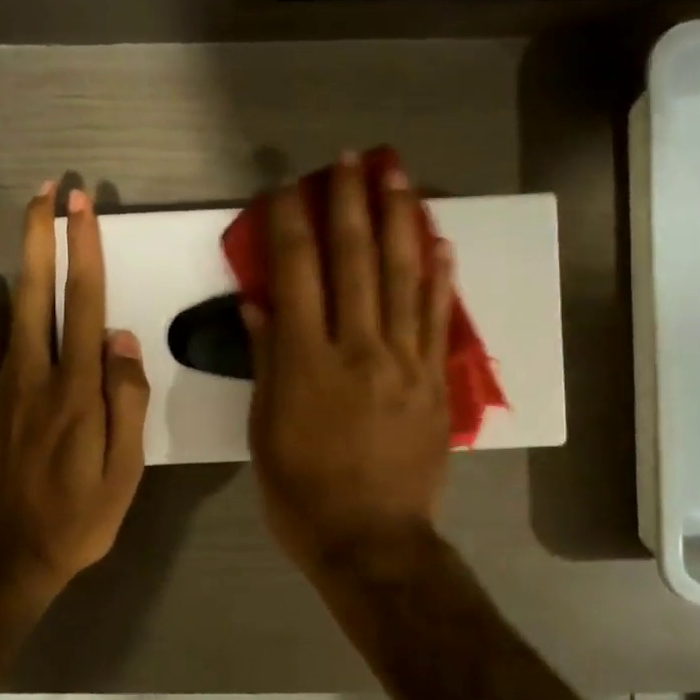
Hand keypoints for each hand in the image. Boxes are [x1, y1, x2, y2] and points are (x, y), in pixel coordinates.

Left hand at [0, 183, 149, 599]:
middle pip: (40, 293)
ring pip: (9, 311)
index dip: (85, 252)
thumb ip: (126, 403)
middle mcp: (36, 377)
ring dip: (19, 260)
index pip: (84, 305)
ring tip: (25, 220)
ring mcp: (1, 389)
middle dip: (45, 236)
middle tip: (48, 189)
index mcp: (78, 392)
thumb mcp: (125, 472)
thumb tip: (122, 341)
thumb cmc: (80, 518)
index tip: (82, 208)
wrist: (9, 557)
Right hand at [245, 153, 454, 577]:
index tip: (286, 186)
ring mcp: (404, 362)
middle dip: (349, 203)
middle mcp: (358, 348)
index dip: (290, 223)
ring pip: (404, 277)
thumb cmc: (302, 495)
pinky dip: (439, 276)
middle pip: (355, 261)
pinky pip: (438, 319)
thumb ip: (266, 363)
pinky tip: (439, 240)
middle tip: (349, 158)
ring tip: (396, 176)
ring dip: (399, 220)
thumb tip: (259, 303)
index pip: (297, 273)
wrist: (373, 541)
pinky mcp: (435, 382)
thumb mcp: (265, 432)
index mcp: (307, 362)